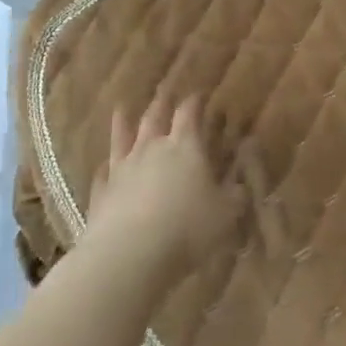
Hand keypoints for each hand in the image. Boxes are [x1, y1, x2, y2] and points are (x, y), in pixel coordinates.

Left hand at [82, 95, 250, 284]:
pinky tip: (104, 166)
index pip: (190, 113)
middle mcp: (151, 148)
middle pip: (155, 116)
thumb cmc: (187, 228)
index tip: (200, 93)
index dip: (196, 101)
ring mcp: (122, 169)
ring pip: (122, 137)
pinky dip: (106, 166)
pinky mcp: (102, 193)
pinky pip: (103, 173)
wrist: (129, 254)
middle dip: (162, 102)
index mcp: (185, 146)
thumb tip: (243, 177)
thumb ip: (235, 191)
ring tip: (122, 108)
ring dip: (124, 122)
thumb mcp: (226, 212)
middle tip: (165, 91)